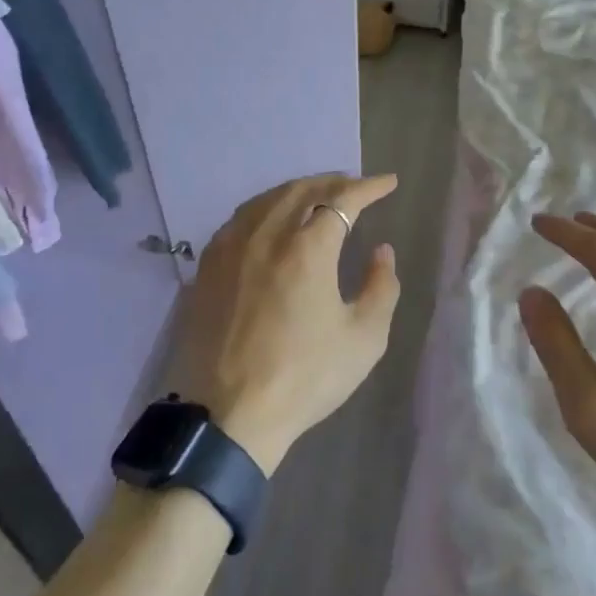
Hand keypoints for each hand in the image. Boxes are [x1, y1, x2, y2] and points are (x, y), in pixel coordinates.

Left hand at [164, 173, 400, 474]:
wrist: (228, 414)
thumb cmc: (304, 378)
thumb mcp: (363, 340)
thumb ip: (381, 287)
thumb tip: (381, 251)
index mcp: (307, 248)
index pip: (342, 199)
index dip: (368, 187)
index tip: (388, 183)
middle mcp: (266, 234)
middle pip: (302, 189)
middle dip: (334, 181)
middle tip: (356, 186)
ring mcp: (231, 246)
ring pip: (268, 199)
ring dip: (298, 190)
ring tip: (318, 196)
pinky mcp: (207, 264)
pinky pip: (241, 218)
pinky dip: (266, 208)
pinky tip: (273, 220)